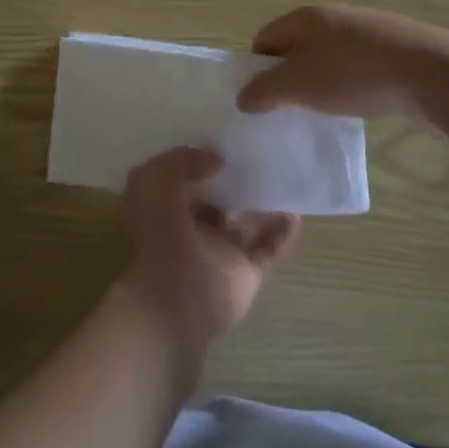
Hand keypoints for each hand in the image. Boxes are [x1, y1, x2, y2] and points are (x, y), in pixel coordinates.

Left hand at [117, 148, 300, 353]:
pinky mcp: (245, 274)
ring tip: (284, 179)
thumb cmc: (159, 239)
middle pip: (215, 200)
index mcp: (162, 209)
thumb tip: (215, 160)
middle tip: (260, 155)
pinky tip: (295, 213)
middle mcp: (189, 230)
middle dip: (233, 181)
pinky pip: (267, 249)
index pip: (181, 178)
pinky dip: (282, 233)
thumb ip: (181, 162)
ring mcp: (219, 253)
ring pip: (243, 223)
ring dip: (261, 204)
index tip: (225, 142)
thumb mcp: (153, 182)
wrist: (175, 304)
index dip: (199, 160)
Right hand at [236, 4, 433, 118]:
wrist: (428, 71)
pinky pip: (355, 64)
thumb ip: (263, 92)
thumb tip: (243, 98)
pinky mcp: (390, 45)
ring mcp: (364, 28)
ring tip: (326, 109)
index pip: (263, 40)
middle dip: (289, 77)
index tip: (264, 100)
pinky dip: (349, 82)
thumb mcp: (297, 86)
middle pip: (295, 47)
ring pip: (326, 56)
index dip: (256, 70)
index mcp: (303, 17)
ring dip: (320, 81)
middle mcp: (331, 15)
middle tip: (291, 108)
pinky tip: (358, 102)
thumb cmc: (352, 74)